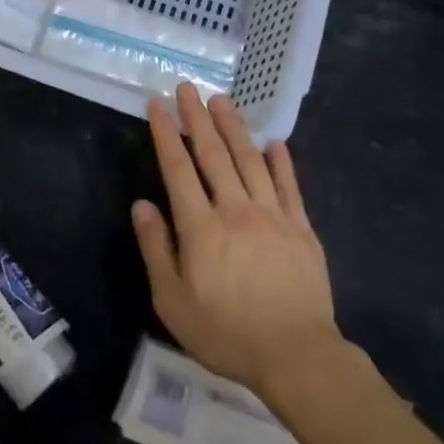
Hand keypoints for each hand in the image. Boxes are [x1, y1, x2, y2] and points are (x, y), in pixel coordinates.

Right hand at [132, 85, 344, 396]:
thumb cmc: (226, 333)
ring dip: (234, 127)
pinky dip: (282, 161)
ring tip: (222, 100)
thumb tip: (141, 205)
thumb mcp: (173, 301)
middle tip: (188, 87)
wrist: (296, 356)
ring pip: (250, 160)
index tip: (158, 105)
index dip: (166, 134)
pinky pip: (289, 186)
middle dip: (198, 118)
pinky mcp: (301, 228)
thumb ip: (156, 249)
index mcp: (201, 227)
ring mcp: (273, 216)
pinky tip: (275, 141)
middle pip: (214, 154)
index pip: (178, 169)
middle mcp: (235, 210)